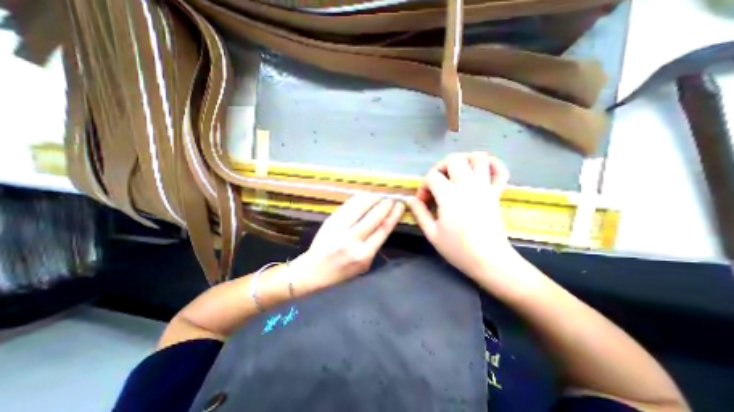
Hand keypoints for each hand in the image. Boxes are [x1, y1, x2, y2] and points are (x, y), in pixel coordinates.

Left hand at [295, 194, 405, 292]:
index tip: (399, 206)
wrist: (313, 270)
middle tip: (391, 198)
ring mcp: (340, 229)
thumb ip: (374, 245)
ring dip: (373, 198)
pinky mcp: (330, 221)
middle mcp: (352, 240)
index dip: (393, 215)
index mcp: (364, 254)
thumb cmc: (341, 271)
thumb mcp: (364, 265)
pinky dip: (359, 198)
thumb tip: (384, 223)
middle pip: (374, 217)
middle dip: (385, 205)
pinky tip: (365, 195)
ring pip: (360, 207)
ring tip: (380, 194)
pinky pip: (348, 206)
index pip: (383, 229)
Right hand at [407, 152, 515, 277]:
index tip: (424, 201)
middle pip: (454, 159)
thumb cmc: (458, 249)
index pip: (432, 177)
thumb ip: (420, 213)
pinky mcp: (496, 193)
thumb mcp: (432, 233)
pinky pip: (500, 170)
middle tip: (438, 182)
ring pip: (478, 158)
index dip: (424, 186)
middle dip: (440, 167)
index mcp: (449, 196)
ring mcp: (485, 187)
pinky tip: (482, 169)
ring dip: (465, 160)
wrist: (489, 260)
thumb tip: (412, 200)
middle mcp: (467, 186)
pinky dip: (492, 164)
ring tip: (456, 172)